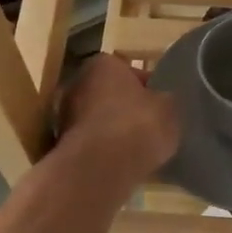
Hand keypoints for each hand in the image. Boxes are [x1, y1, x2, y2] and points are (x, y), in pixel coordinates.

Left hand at [54, 53, 179, 190]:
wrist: (102, 168)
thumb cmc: (139, 126)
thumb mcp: (169, 109)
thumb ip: (164, 100)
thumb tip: (162, 102)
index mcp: (103, 64)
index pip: (128, 70)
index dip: (146, 87)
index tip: (159, 103)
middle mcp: (77, 83)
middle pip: (108, 93)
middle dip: (125, 107)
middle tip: (147, 124)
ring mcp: (65, 114)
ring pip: (97, 119)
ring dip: (112, 129)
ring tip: (136, 147)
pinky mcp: (63, 145)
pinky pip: (91, 142)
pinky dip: (103, 149)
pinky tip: (121, 162)